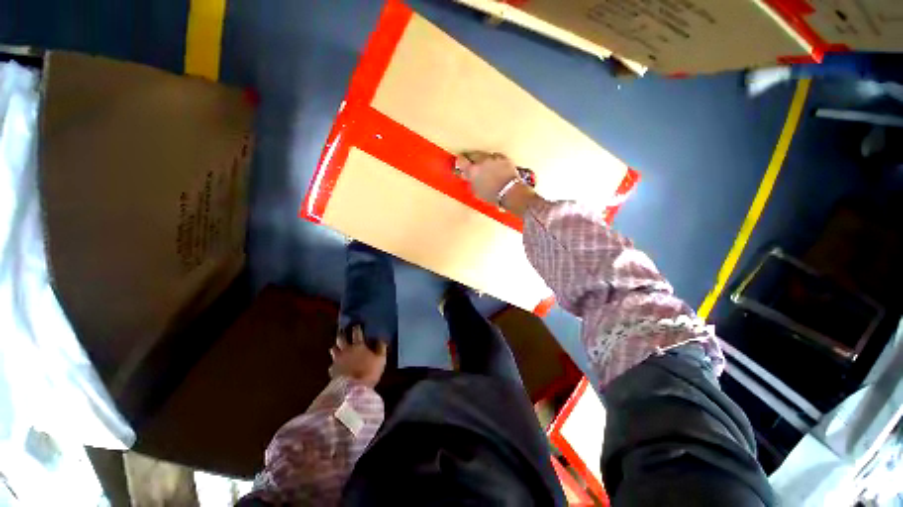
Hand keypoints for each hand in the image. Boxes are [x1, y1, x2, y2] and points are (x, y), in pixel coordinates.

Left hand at [329, 326, 386, 387]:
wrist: (353, 389)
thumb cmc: (370, 372)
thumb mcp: (381, 359)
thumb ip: (381, 348)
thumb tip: (381, 339)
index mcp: (358, 345)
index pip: (356, 332)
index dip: (356, 328)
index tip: (356, 325)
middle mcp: (346, 350)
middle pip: (341, 338)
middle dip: (341, 334)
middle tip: (342, 331)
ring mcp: (338, 360)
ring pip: (333, 349)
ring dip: (336, 347)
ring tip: (337, 347)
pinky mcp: (332, 370)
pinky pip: (331, 364)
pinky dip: (334, 364)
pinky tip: (336, 366)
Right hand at [455, 151, 541, 216]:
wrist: (510, 193)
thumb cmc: (492, 196)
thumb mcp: (476, 191)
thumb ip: (470, 180)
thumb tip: (466, 175)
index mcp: (472, 170)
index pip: (461, 160)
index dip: (460, 162)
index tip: (460, 165)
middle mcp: (481, 161)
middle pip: (472, 154)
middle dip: (471, 159)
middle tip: (472, 166)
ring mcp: (493, 158)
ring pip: (484, 155)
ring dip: (482, 160)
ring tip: (485, 168)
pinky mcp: (503, 157)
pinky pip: (495, 156)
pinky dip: (493, 161)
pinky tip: (495, 167)